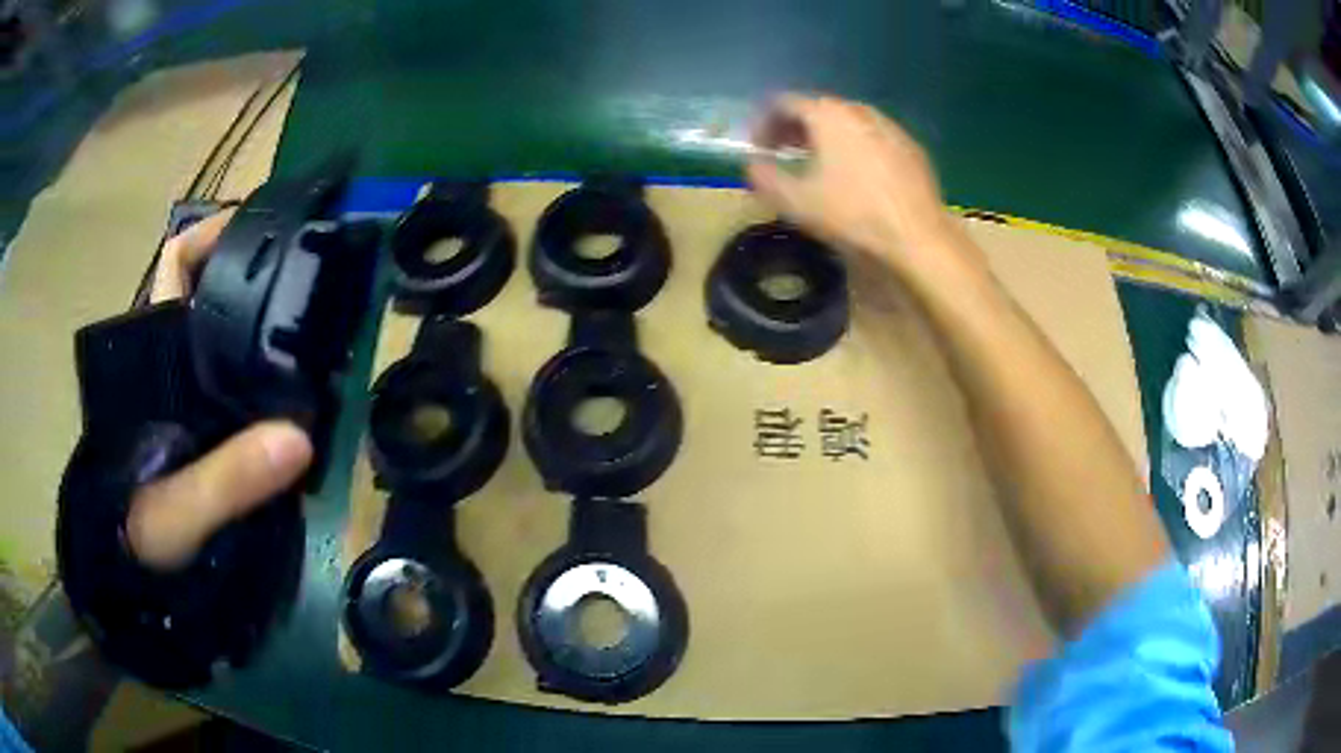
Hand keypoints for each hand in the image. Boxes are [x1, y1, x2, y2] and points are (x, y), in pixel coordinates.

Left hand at [128, 210, 313, 569]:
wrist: (133, 573)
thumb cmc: (139, 534)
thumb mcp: (179, 510)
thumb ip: (228, 481)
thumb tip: (299, 439)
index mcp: (154, 354)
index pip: (179, 263)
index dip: (218, 234)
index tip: (271, 231)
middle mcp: (172, 356)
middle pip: (212, 287)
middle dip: (260, 271)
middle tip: (317, 274)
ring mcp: (189, 386)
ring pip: (229, 330)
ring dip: (268, 317)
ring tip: (323, 319)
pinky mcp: (206, 417)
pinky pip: (241, 374)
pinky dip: (270, 365)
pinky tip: (306, 380)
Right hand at [747, 95, 983, 291]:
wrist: (918, 237)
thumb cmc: (852, 215)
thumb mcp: (794, 201)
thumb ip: (763, 177)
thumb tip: (752, 164)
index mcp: (827, 115)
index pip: (784, 103)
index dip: (763, 121)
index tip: (756, 145)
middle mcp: (858, 110)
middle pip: (818, 108)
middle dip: (794, 127)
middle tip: (782, 151)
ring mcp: (889, 127)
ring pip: (847, 121)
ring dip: (826, 136)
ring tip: (818, 162)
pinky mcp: (911, 148)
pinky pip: (873, 137)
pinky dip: (855, 146)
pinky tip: (856, 174)